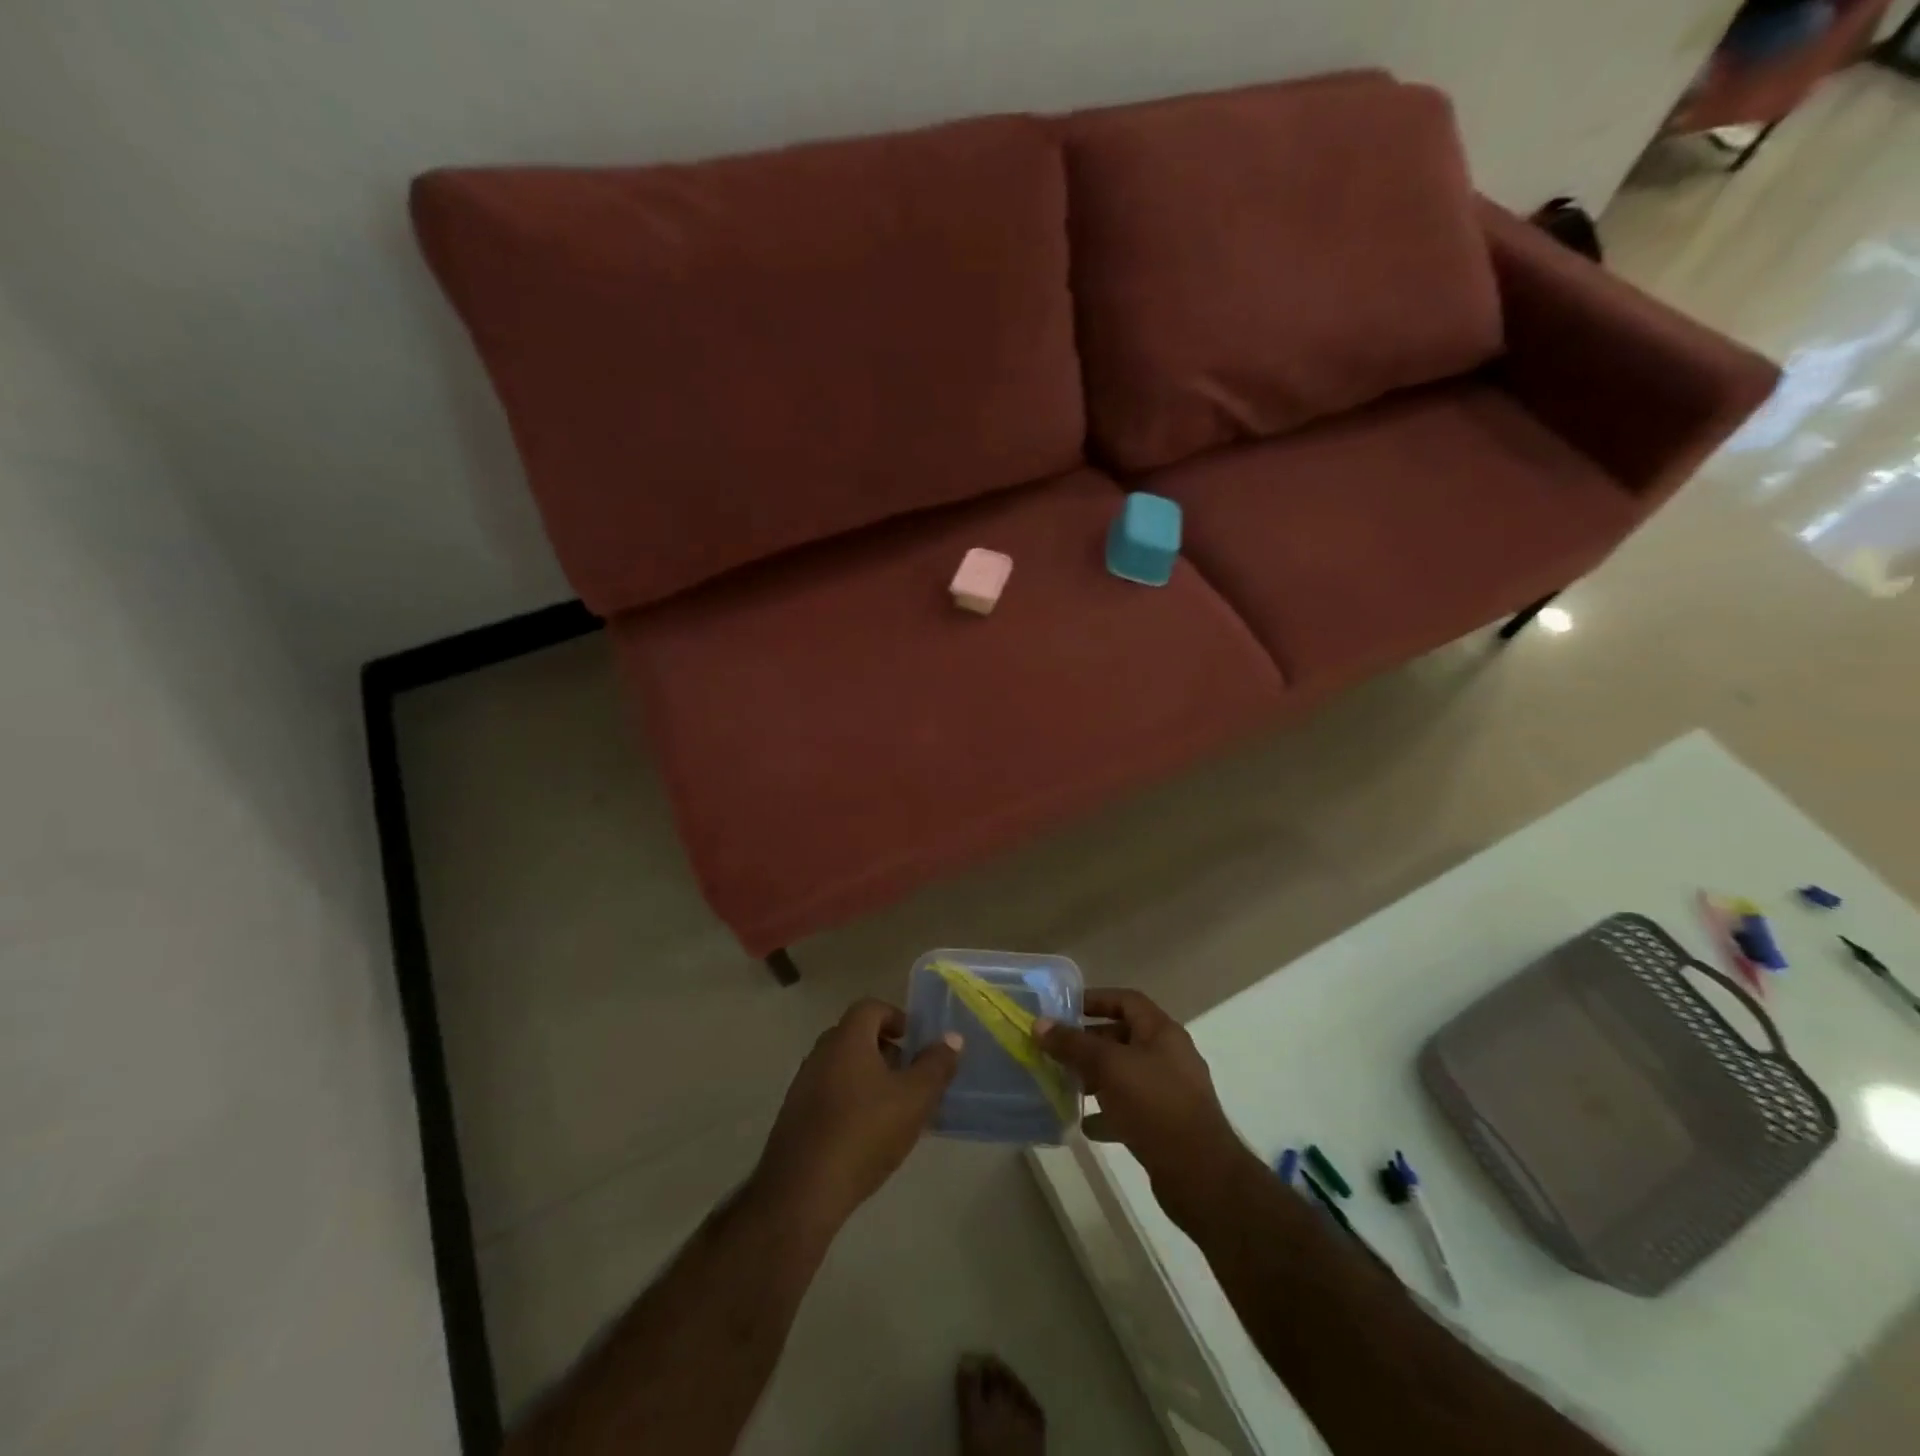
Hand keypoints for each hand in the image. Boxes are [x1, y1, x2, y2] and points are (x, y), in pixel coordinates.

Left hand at [755, 999, 960, 1229]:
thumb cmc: (865, 1132)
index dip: (896, 1017)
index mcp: (847, 1039)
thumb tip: (952, 1038)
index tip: (915, 1041)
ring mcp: (803, 1085)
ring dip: (868, 1077)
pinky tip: (866, 1134)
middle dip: (885, 1050)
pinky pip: (828, 1094)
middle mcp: (821, 1053)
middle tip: (909, 1075)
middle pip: (855, 1036)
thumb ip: (936, 1065)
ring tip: (893, 1108)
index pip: (870, 1007)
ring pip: (842, 1067)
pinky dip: (850, 1101)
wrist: (803, 1191)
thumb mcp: (915, 1099)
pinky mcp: (795, 1117)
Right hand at [1037, 990, 1247, 1213]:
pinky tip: (1085, 1124)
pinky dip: (1108, 1111)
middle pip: (1123, 1037)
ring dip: (1095, 1077)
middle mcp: (1168, 1056)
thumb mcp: (1109, 1067)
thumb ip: (1073, 1045)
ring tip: (1066, 1085)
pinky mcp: (1166, 1124)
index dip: (1095, 999)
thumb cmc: (1155, 1105)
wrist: (1201, 1175)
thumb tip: (1040, 1024)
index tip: (1064, 1009)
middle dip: (1089, 1042)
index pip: (1126, 1000)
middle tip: (1057, 1050)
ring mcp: (1169, 1092)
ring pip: (1125, 1074)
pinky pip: (1131, 1108)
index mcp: (1162, 1032)